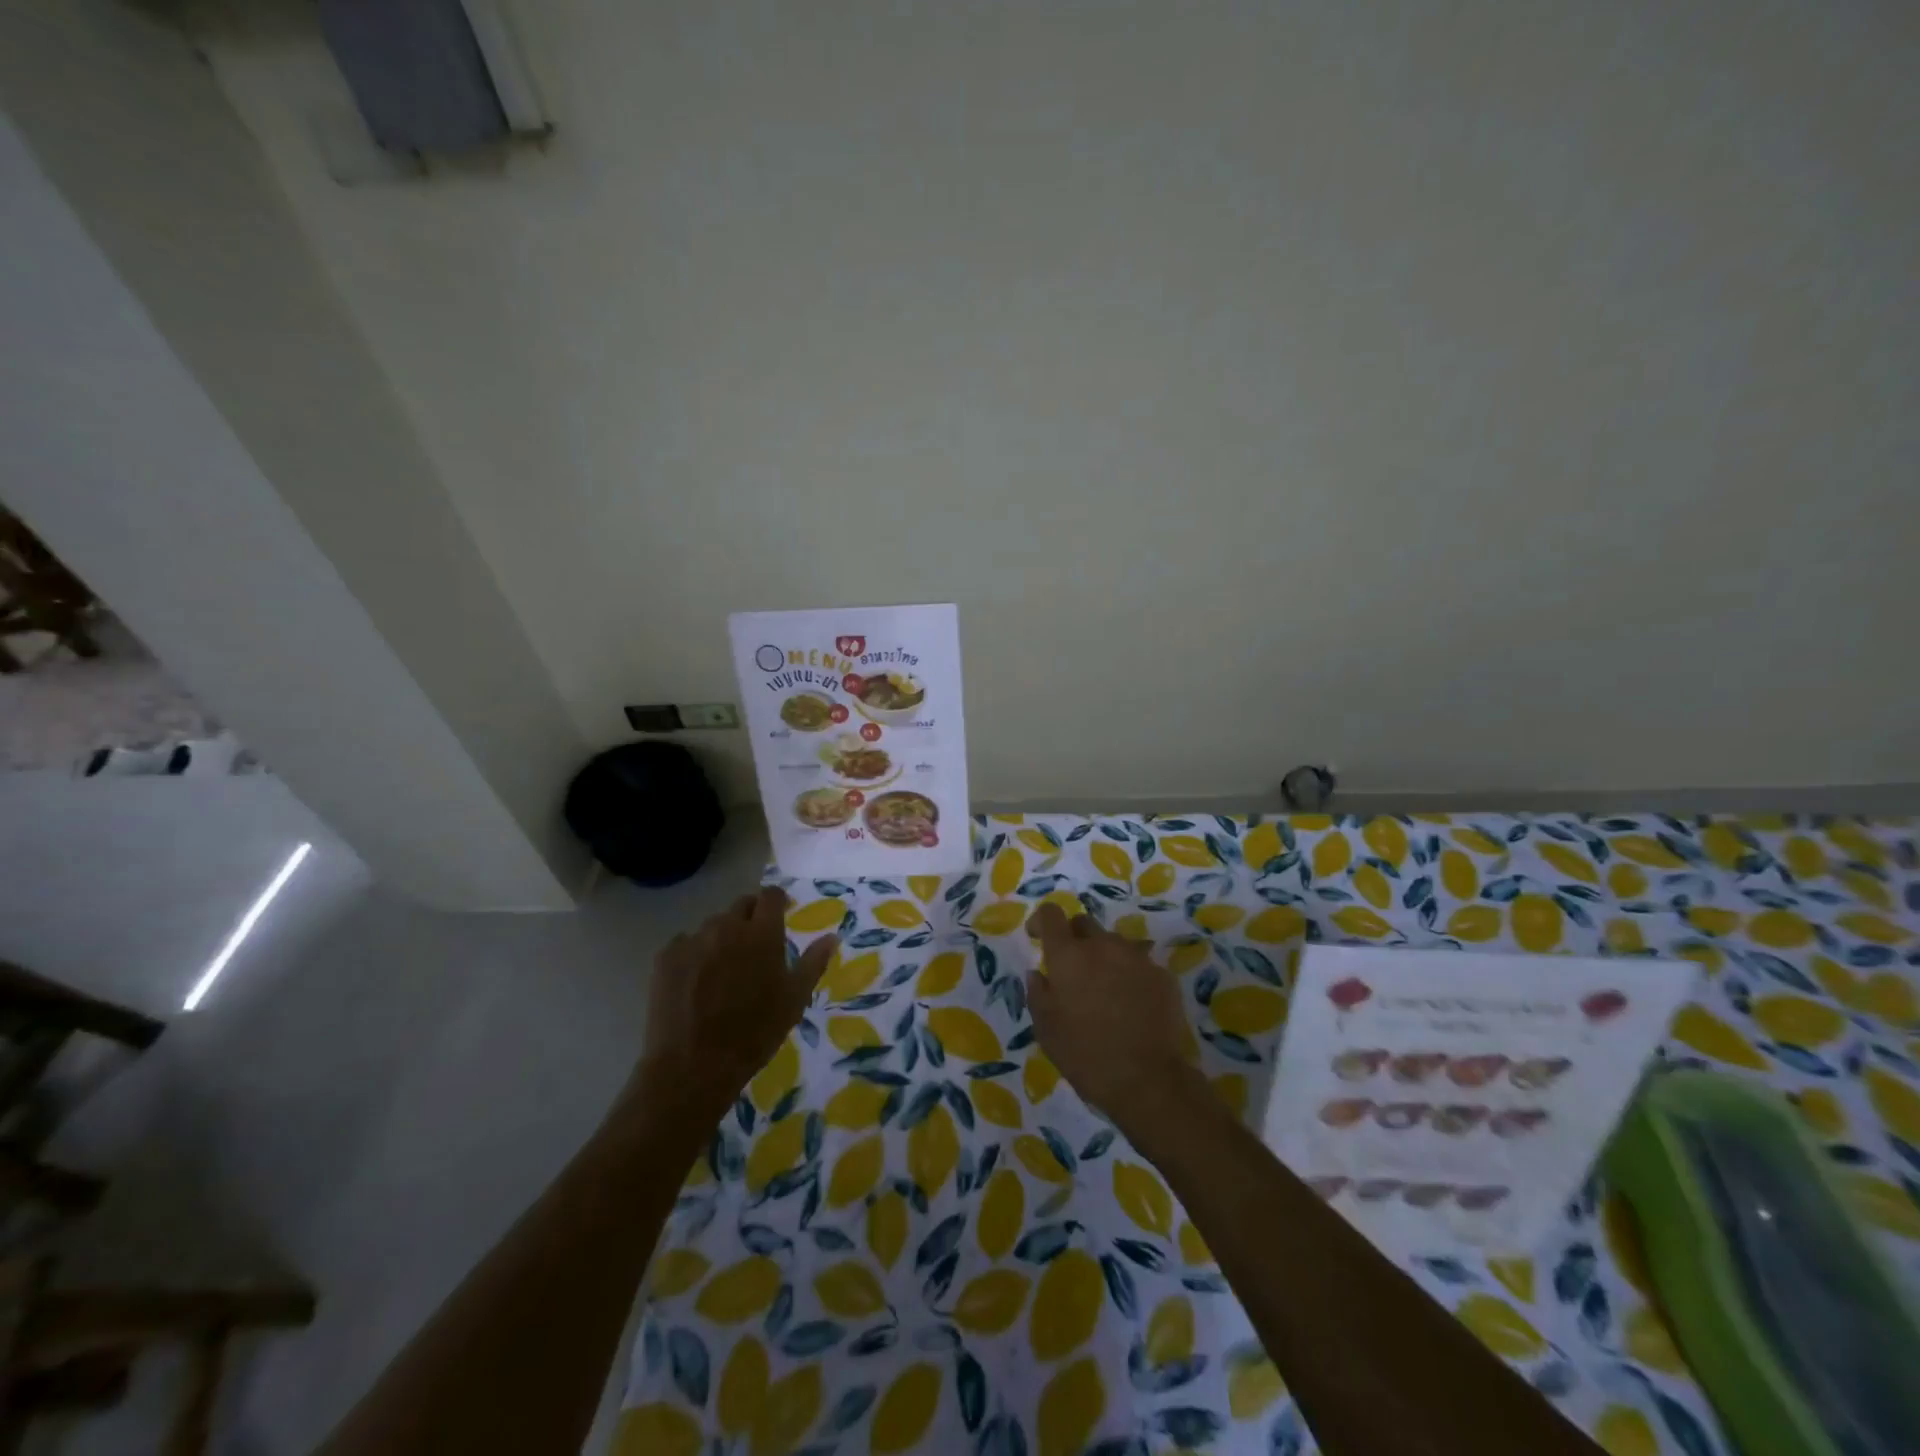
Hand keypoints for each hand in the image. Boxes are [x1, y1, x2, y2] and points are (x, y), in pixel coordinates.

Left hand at [625, 888, 836, 1124]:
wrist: (693, 1065)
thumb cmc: (754, 1032)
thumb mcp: (794, 1000)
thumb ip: (813, 963)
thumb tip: (832, 937)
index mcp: (762, 933)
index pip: (770, 895)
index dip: (776, 901)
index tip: (780, 913)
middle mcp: (727, 926)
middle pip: (741, 906)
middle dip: (750, 918)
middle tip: (753, 946)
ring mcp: (693, 939)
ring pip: (712, 926)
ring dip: (722, 937)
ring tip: (722, 969)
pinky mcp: (666, 957)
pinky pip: (684, 943)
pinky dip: (693, 954)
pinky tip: (694, 982)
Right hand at [1026, 904, 1204, 1129]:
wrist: (1148, 1080)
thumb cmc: (1086, 1056)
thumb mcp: (1047, 1030)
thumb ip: (1037, 994)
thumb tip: (1037, 974)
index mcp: (1068, 956)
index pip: (1051, 914)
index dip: (1042, 921)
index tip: (1038, 937)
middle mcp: (1102, 946)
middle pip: (1084, 923)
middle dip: (1074, 938)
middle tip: (1072, 970)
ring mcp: (1136, 957)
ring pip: (1113, 944)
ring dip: (1104, 958)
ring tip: (1105, 992)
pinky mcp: (1162, 974)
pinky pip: (1138, 964)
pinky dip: (1129, 976)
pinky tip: (1131, 1005)